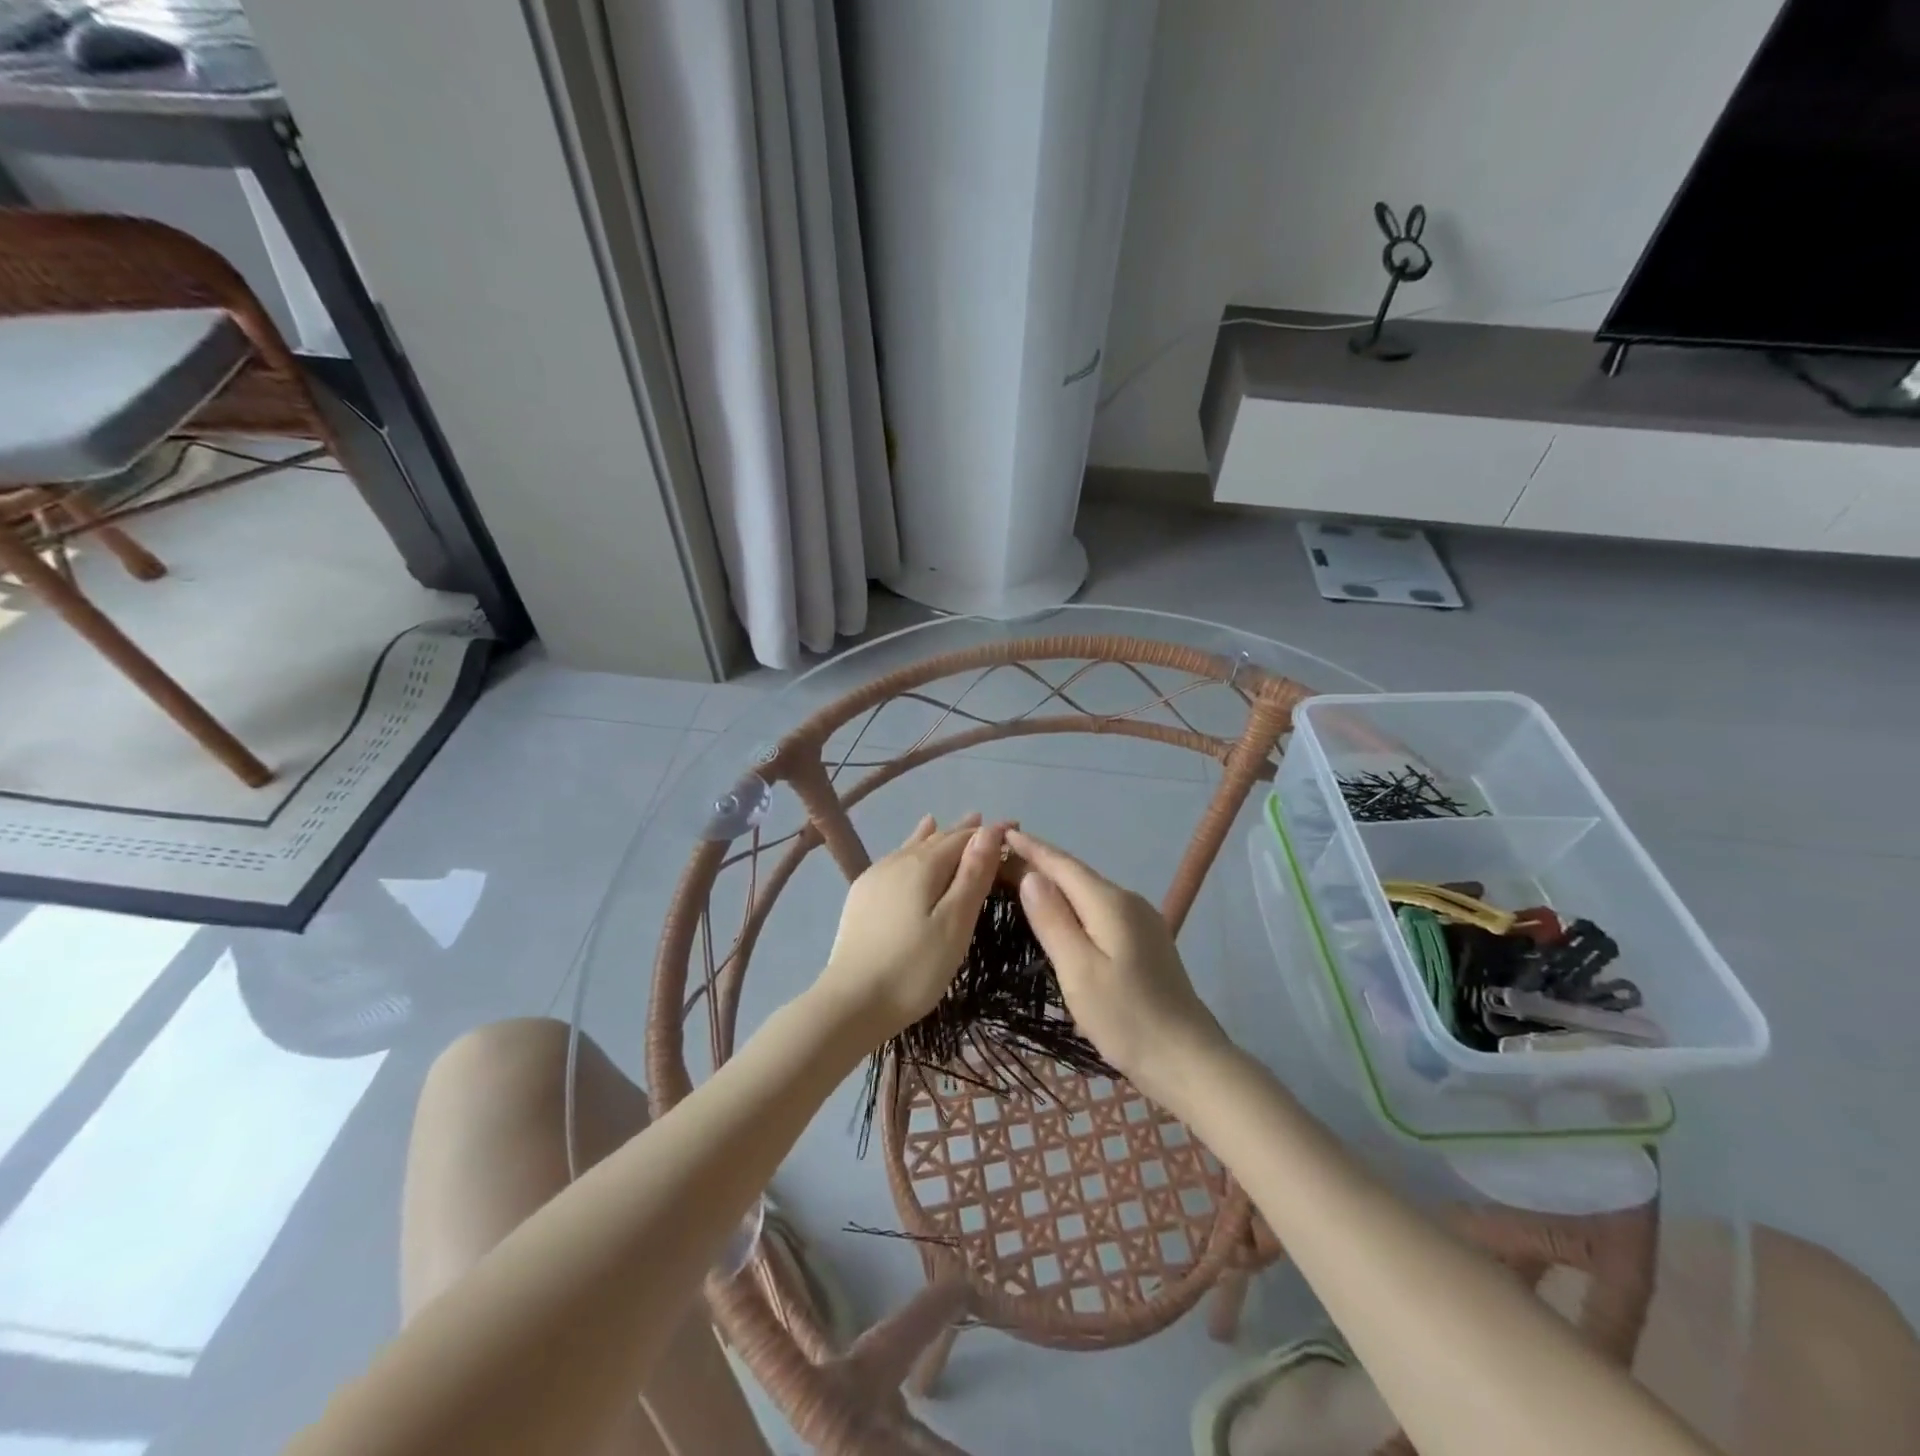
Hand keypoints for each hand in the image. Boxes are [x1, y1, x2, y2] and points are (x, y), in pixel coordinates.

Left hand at [814, 814, 1007, 1043]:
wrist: (850, 1003)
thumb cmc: (913, 968)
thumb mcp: (954, 923)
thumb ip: (973, 875)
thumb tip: (989, 829)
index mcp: (923, 865)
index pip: (963, 838)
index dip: (989, 832)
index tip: (1015, 828)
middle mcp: (897, 861)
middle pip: (938, 839)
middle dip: (967, 833)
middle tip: (993, 828)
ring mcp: (875, 877)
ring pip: (915, 847)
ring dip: (940, 837)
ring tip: (958, 824)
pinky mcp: (862, 896)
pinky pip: (896, 859)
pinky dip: (914, 847)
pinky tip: (911, 847)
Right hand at [1008, 829, 1230, 1102]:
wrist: (1188, 1060)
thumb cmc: (1127, 1018)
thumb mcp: (1079, 971)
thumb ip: (1053, 920)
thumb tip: (1031, 875)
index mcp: (1110, 903)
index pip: (1062, 865)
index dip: (1031, 848)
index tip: (1001, 834)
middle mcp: (1128, 902)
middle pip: (1076, 875)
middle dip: (1039, 864)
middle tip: (999, 862)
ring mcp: (1141, 922)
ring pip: (1089, 893)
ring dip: (1056, 885)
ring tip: (1021, 884)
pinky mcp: (1145, 942)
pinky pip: (1100, 911)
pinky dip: (1074, 905)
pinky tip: (1061, 917)